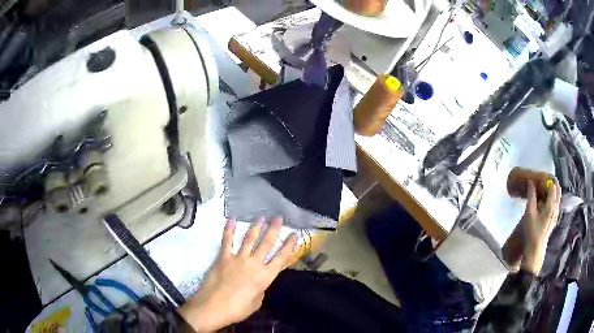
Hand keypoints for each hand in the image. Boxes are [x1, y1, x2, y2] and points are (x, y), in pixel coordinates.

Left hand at [178, 217, 297, 331]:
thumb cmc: (237, 309)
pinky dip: (229, 230)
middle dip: (273, 229)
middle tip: (278, 218)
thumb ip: (260, 289)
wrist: (213, 307)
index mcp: (265, 276)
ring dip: (256, 227)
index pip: (281, 258)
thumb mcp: (256, 302)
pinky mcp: (223, 257)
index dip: (289, 246)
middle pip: (266, 243)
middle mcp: (253, 264)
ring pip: (249, 239)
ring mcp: (237, 259)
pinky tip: (231, 220)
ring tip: (261, 217)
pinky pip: (227, 241)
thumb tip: (259, 281)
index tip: (294, 234)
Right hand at [519, 179, 560, 273]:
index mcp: (551, 205)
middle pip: (557, 191)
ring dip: (553, 192)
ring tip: (544, 190)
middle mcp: (556, 208)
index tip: (541, 178)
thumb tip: (531, 182)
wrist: (535, 250)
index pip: (553, 186)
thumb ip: (531, 197)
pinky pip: (556, 205)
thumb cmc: (532, 231)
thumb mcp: (529, 213)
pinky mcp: (554, 220)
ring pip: (557, 198)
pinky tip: (546, 202)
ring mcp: (556, 215)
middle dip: (552, 184)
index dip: (548, 180)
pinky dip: (553, 200)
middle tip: (543, 182)